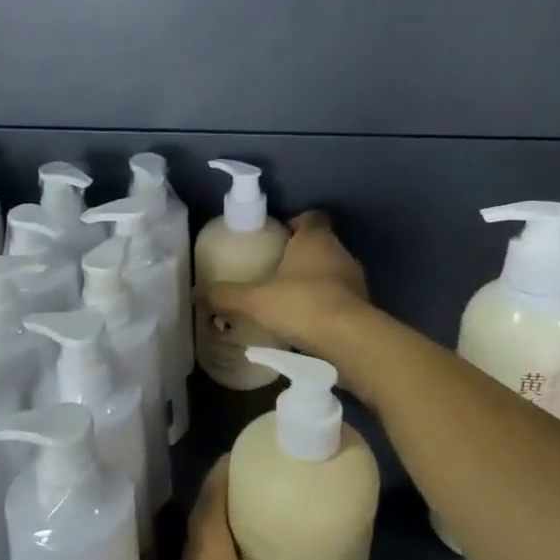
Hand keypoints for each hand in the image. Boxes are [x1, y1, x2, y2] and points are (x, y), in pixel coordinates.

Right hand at [199, 211, 370, 356]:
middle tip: (273, 273)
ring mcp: (356, 282)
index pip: (311, 218)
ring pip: (332, 274)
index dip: (295, 224)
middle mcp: (340, 253)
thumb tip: (195, 293)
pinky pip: (340, 300)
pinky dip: (325, 308)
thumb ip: (225, 295)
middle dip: (299, 257)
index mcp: (316, 239)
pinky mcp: (364, 309)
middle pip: (320, 246)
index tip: (276, 238)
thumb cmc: (302, 305)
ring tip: (287, 302)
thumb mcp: (254, 300)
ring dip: (314, 284)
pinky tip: (305, 326)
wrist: (350, 341)